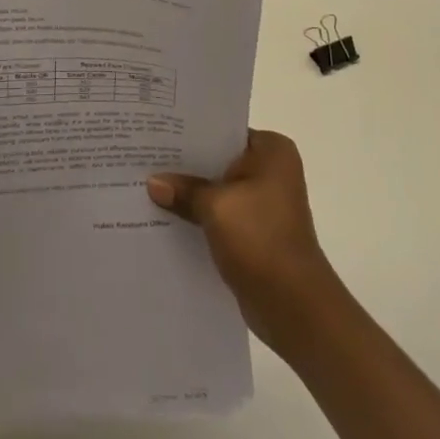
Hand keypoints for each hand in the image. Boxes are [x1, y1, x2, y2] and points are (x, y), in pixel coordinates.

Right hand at [148, 129, 339, 346]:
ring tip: (147, 185)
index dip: (189, 132)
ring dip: (191, 193)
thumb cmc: (261, 240)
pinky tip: (166, 216)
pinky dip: (199, 216)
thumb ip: (184, 190)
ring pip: (218, 189)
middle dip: (186, 164)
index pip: (222, 130)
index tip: (156, 131)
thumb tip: (153, 182)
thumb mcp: (216, 207)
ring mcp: (265, 203)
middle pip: (218, 159)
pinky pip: (221, 214)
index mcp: (272, 151)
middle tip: (144, 156)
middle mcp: (272, 171)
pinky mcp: (256, 232)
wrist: (295, 308)